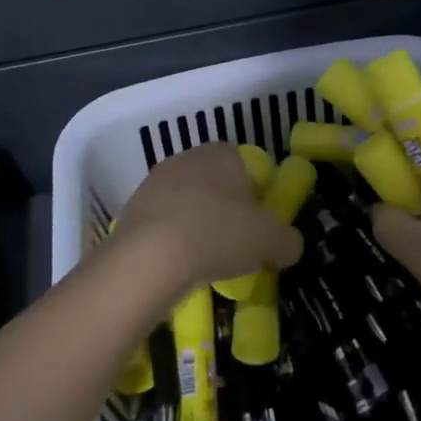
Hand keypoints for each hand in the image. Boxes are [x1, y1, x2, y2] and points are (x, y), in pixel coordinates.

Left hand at [117, 142, 301, 291]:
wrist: (150, 257)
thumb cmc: (219, 233)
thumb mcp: (271, 241)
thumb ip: (287, 240)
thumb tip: (289, 245)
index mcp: (221, 153)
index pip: (244, 164)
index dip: (255, 193)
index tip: (259, 224)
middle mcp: (186, 159)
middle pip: (214, 183)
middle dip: (225, 210)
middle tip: (236, 244)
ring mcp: (154, 183)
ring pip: (186, 203)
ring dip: (197, 225)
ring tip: (206, 262)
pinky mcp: (131, 211)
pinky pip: (162, 224)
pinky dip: (172, 241)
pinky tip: (179, 267)